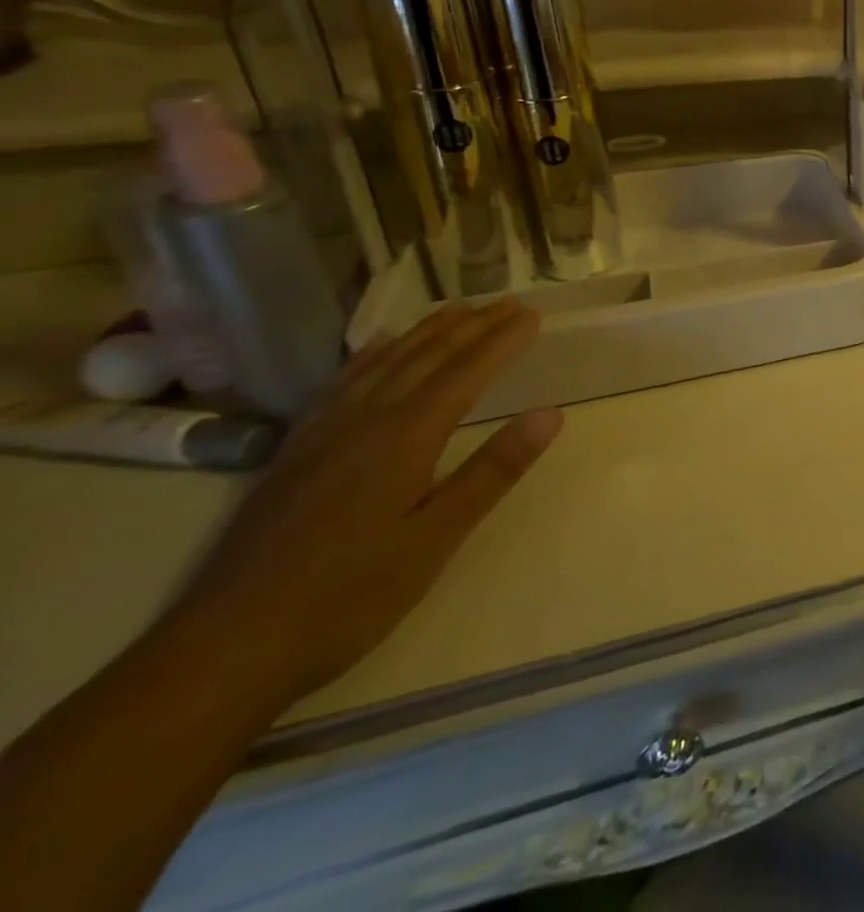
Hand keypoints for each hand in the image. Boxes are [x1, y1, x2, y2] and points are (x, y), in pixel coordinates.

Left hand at [169, 299, 561, 704]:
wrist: (224, 649)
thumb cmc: (348, 597)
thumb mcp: (436, 539)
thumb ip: (493, 471)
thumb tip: (550, 414)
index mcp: (403, 437)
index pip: (465, 372)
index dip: (501, 340)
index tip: (533, 314)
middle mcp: (363, 421)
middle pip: (425, 357)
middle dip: (471, 326)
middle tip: (508, 302)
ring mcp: (322, 434)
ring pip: (383, 363)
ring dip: (426, 331)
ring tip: (458, 310)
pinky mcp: (294, 452)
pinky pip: (342, 383)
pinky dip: (373, 354)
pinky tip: (380, 349)